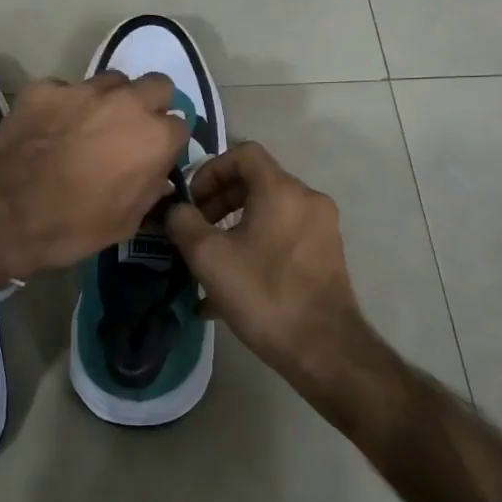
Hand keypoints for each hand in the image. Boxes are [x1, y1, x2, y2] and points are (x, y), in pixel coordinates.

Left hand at [0, 72, 189, 275]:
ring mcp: (84, 89)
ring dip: (109, 100)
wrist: (3, 210)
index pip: (181, 127)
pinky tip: (48, 128)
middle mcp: (128, 103)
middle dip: (150, 104)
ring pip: (113, 81)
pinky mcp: (46, 87)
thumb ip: (148, 191)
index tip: (153, 158)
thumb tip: (155, 177)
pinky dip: (63, 106)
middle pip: (157, 86)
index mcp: (155, 138)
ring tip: (88, 125)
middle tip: (129, 130)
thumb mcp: (125, 224)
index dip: (167, 144)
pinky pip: (66, 90)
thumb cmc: (72, 226)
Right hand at [166, 142, 379, 421]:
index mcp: (282, 190)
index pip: (244, 153)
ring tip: (208, 263)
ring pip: (268, 213)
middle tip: (196, 231)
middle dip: (219, 201)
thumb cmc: (263, 294)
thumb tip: (175, 210)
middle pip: (256, 182)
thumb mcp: (209, 257)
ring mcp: (321, 229)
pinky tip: (229, 289)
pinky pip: (282, 238)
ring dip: (233, 228)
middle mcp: (307, 200)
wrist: (324, 348)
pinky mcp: (325, 256)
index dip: (210, 169)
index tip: (192, 201)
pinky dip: (254, 248)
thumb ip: (184, 223)